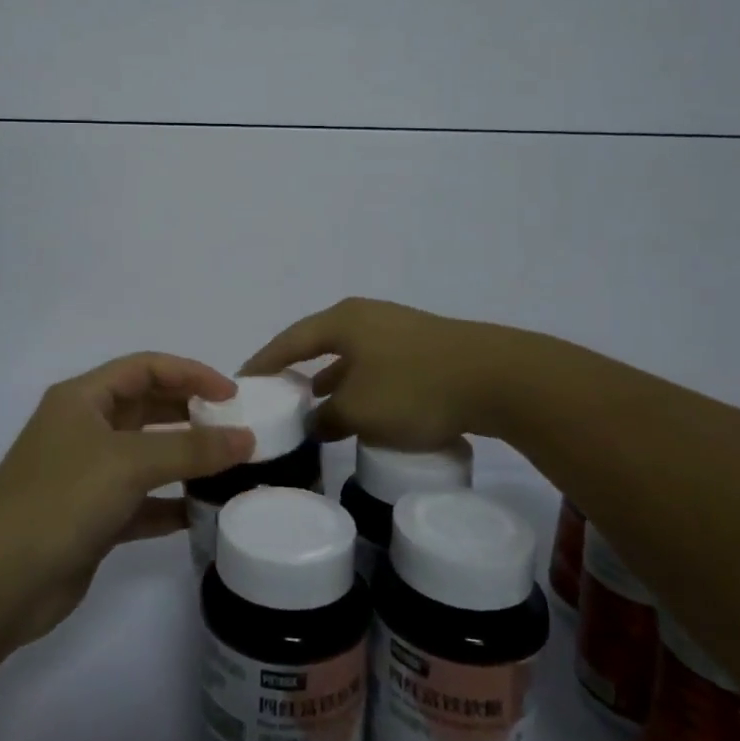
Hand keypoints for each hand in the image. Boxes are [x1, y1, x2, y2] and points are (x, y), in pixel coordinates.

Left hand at [0, 353, 254, 642]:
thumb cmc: (61, 498)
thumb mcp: (129, 462)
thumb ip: (191, 449)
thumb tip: (247, 438)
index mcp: (84, 398)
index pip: (146, 368)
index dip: (190, 373)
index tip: (233, 395)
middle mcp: (85, 429)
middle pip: (148, 408)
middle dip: (191, 414)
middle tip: (237, 429)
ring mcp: (88, 475)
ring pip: (148, 456)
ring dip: (186, 461)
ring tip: (232, 468)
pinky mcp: (93, 518)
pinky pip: (142, 502)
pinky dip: (171, 504)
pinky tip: (203, 513)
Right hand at [242, 297, 498, 445]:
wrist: (497, 378)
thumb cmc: (415, 388)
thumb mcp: (360, 411)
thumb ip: (327, 418)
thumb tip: (314, 423)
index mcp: (343, 320)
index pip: (289, 341)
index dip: (263, 363)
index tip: (242, 383)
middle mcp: (366, 317)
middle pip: (318, 344)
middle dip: (296, 372)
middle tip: (275, 397)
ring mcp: (397, 330)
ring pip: (349, 358)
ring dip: (330, 383)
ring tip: (312, 409)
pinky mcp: (423, 349)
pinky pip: (375, 367)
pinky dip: (359, 388)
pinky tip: (362, 412)